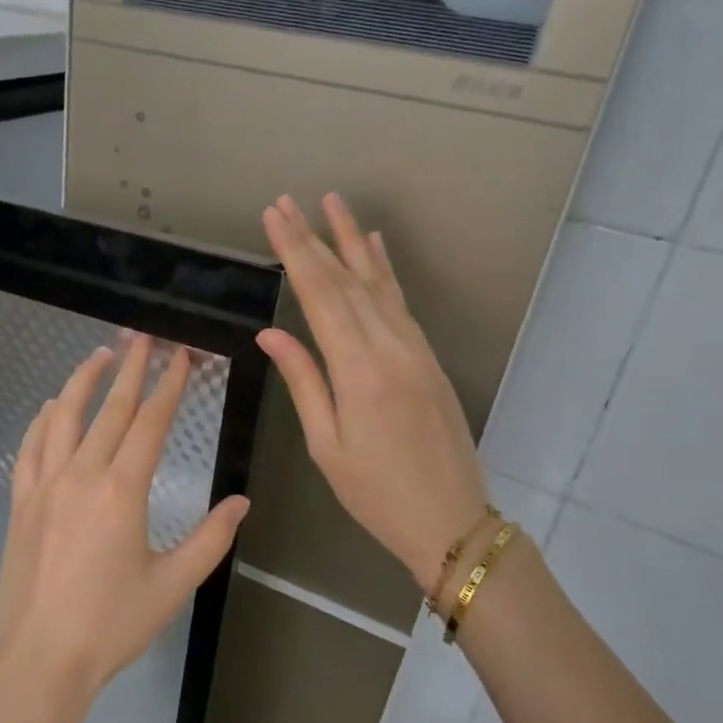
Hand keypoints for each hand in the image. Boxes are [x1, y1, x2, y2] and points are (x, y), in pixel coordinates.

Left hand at [0, 337, 251, 722]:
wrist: (37, 660)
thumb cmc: (111, 625)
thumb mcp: (172, 585)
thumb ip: (210, 539)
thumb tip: (241, 502)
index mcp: (121, 491)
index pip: (149, 423)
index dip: (168, 386)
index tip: (181, 356)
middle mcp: (80, 475)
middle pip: (109, 409)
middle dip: (131, 368)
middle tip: (143, 336)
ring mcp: (44, 486)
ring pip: (63, 418)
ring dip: (82, 381)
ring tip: (100, 353)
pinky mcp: (20, 503)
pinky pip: (30, 448)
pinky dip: (42, 420)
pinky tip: (51, 407)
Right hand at [258, 193, 491, 594]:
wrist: (451, 521)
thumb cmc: (376, 494)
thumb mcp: (327, 446)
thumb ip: (304, 382)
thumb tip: (271, 333)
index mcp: (360, 371)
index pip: (320, 296)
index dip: (295, 253)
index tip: (274, 217)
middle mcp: (391, 347)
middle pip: (346, 281)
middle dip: (314, 238)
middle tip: (287, 201)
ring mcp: (415, 349)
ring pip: (378, 284)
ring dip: (351, 242)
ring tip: (332, 203)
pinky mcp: (428, 358)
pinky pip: (401, 303)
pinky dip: (385, 270)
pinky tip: (375, 247)